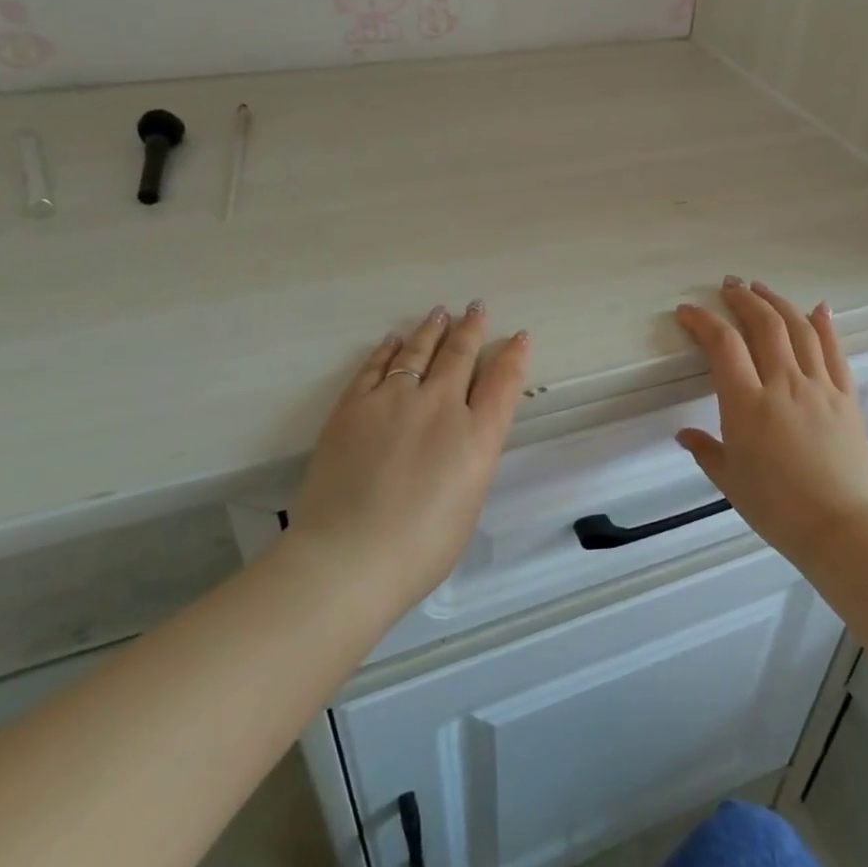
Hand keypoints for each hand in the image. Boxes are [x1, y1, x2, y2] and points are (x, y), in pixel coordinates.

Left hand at [291, 302, 529, 612]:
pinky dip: (389, 350)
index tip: (519, 336)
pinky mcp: (354, 405)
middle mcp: (441, 406)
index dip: (514, 355)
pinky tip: (394, 340)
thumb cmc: (420, 548)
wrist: (348, 557)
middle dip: (472, 329)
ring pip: (419, 351)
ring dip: (432, 330)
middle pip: (460, 355)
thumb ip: (471, 458)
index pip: (503, 382)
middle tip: (476, 308)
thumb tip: (465, 435)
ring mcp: (395, 400)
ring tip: (440, 313)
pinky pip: (376, 366)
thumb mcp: (469, 501)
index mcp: (477, 436)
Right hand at [674, 278, 867, 569]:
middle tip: (729, 286)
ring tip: (762, 289)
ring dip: (778, 303)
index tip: (688, 311)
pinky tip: (818, 308)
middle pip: (764, 325)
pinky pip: (836, 352)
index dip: (703, 321)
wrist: (841, 527)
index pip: (723, 345)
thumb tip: (684, 435)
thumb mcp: (730, 481)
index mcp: (748, 405)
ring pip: (800, 329)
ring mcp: (820, 387)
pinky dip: (825, 325)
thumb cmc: (777, 508)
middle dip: (743, 299)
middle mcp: (784, 385)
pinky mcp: (846, 397)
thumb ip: (706, 450)